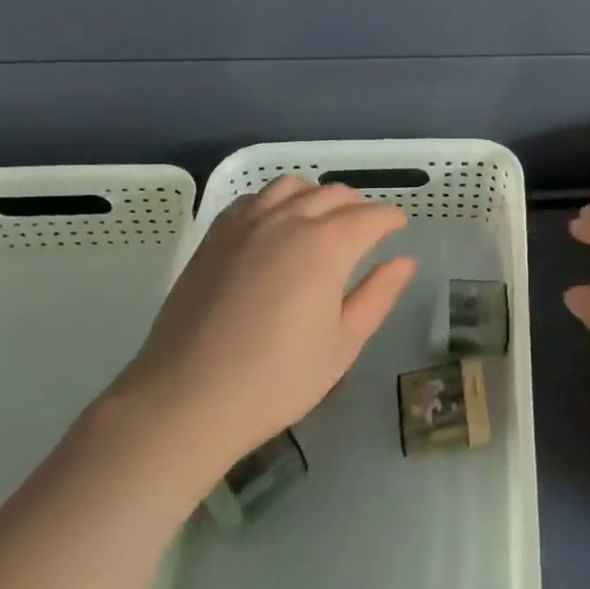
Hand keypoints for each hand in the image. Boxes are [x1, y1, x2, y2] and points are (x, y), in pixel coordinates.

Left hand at [113, 177, 416, 483]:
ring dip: (317, 196)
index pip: (370, 217)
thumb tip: (404, 262)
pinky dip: (276, 201)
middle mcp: (289, 220)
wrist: (185, 401)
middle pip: (334, 194)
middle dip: (358, 206)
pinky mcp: (215, 236)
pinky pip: (254, 199)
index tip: (399, 227)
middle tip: (367, 230)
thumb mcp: (343, 345)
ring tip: (322, 221)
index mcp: (326, 244)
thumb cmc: (276, 380)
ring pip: (292, 187)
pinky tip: (276, 226)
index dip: (390, 219)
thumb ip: (378, 296)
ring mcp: (247, 224)